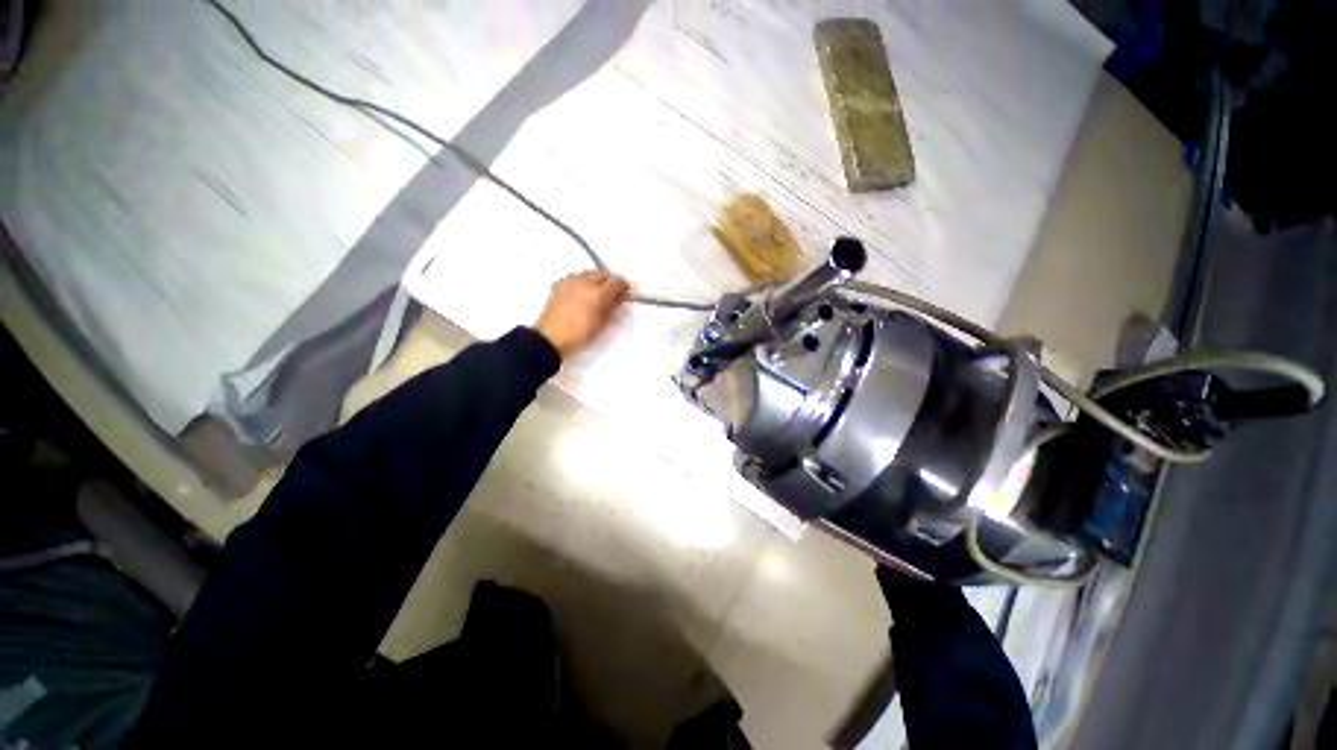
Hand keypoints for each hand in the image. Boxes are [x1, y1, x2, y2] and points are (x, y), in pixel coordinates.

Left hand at [533, 269, 629, 358]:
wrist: (551, 338)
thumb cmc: (579, 335)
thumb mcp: (601, 323)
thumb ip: (612, 306)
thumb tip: (620, 296)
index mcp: (598, 294)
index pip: (616, 282)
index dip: (623, 286)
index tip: (625, 292)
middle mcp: (584, 283)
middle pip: (602, 273)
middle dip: (609, 281)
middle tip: (612, 292)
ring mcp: (570, 282)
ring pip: (588, 272)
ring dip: (595, 278)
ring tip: (596, 291)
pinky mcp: (559, 284)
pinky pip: (574, 277)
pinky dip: (581, 281)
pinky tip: (581, 291)